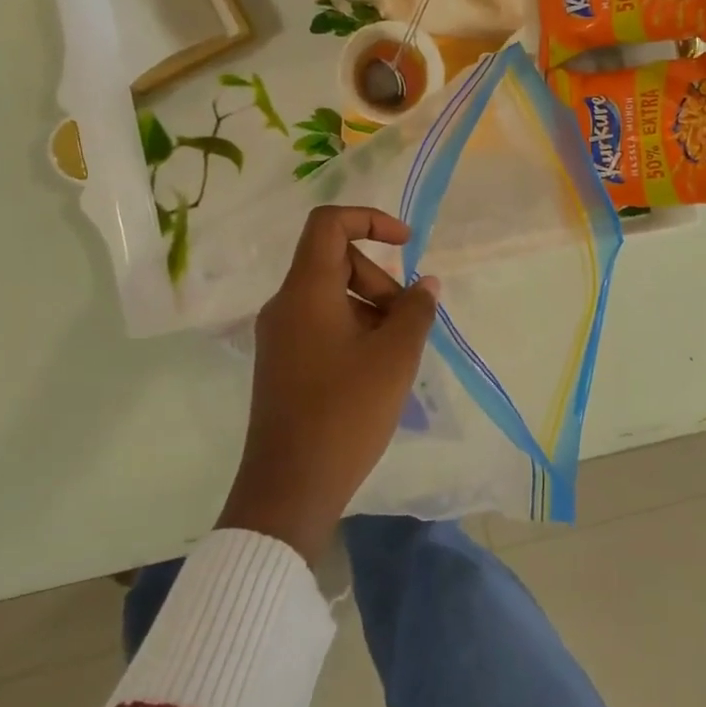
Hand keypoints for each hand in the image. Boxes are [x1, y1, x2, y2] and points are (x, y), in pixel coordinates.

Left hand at [217, 206, 440, 564]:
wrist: (290, 486)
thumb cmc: (345, 412)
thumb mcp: (395, 357)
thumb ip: (415, 311)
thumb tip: (426, 285)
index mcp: (306, 291)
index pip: (329, 224)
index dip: (370, 220)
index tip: (407, 242)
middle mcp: (285, 305)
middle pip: (335, 263)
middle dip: (380, 280)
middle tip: (409, 321)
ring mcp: (280, 337)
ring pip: (331, 297)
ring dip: (371, 309)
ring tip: (399, 352)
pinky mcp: (282, 364)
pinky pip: (322, 326)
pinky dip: (354, 332)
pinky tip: (377, 371)